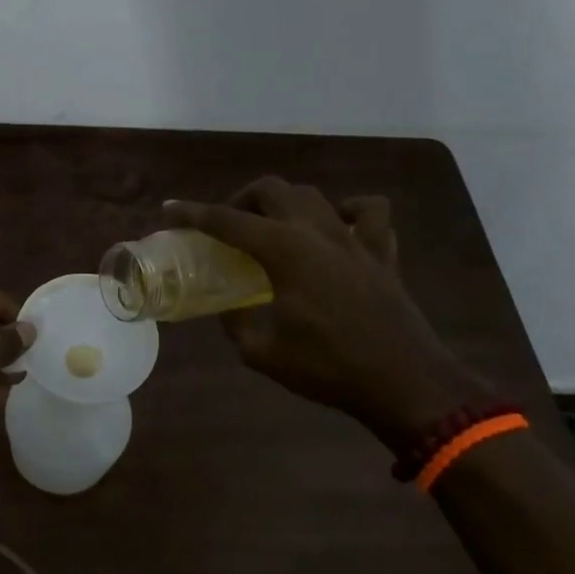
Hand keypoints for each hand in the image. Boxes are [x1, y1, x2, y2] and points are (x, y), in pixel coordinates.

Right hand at [166, 178, 488, 452]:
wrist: (404, 383)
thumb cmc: (327, 367)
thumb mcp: (262, 351)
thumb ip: (237, 321)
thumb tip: (230, 307)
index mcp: (284, 250)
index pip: (227, 221)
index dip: (193, 214)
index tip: (170, 211)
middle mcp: (317, 232)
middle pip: (272, 190)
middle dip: (241, 200)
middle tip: (227, 226)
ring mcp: (354, 239)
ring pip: (315, 195)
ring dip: (286, 202)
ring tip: (272, 224)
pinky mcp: (382, 255)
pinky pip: (369, 214)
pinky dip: (349, 211)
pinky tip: (337, 227)